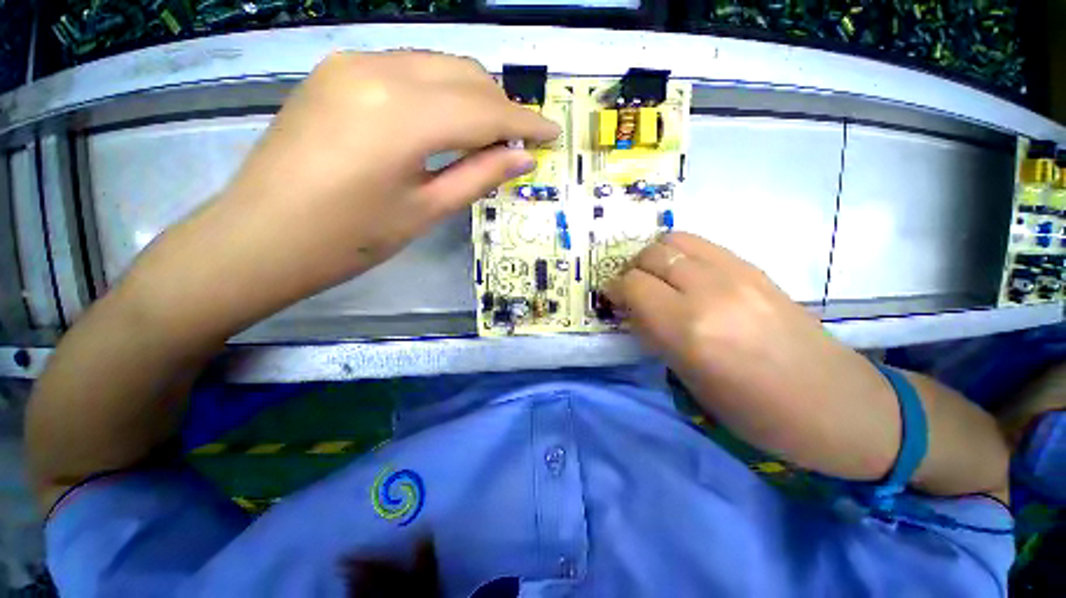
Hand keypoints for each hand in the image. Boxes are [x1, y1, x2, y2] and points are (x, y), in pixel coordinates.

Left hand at [123, 51, 559, 338]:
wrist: (262, 236)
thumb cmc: (350, 238)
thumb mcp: (426, 211)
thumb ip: (479, 176)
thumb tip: (523, 157)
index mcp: (403, 116)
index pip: (485, 110)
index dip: (525, 121)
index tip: (552, 131)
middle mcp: (379, 71)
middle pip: (465, 75)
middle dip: (501, 106)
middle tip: (520, 141)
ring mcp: (353, 64)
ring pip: (438, 65)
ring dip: (473, 96)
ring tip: (489, 134)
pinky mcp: (337, 71)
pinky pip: (408, 69)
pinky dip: (440, 91)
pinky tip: (446, 121)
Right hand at [605, 232, 901, 479]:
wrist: (832, 403)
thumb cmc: (753, 410)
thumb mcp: (687, 379)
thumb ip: (655, 334)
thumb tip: (634, 308)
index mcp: (688, 329)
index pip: (633, 285)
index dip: (616, 288)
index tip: (614, 298)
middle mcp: (709, 292)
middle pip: (651, 256)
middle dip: (632, 269)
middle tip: (632, 288)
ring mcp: (737, 273)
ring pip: (675, 239)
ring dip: (654, 255)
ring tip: (656, 276)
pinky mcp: (754, 267)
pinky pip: (702, 243)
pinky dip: (681, 252)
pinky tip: (684, 273)